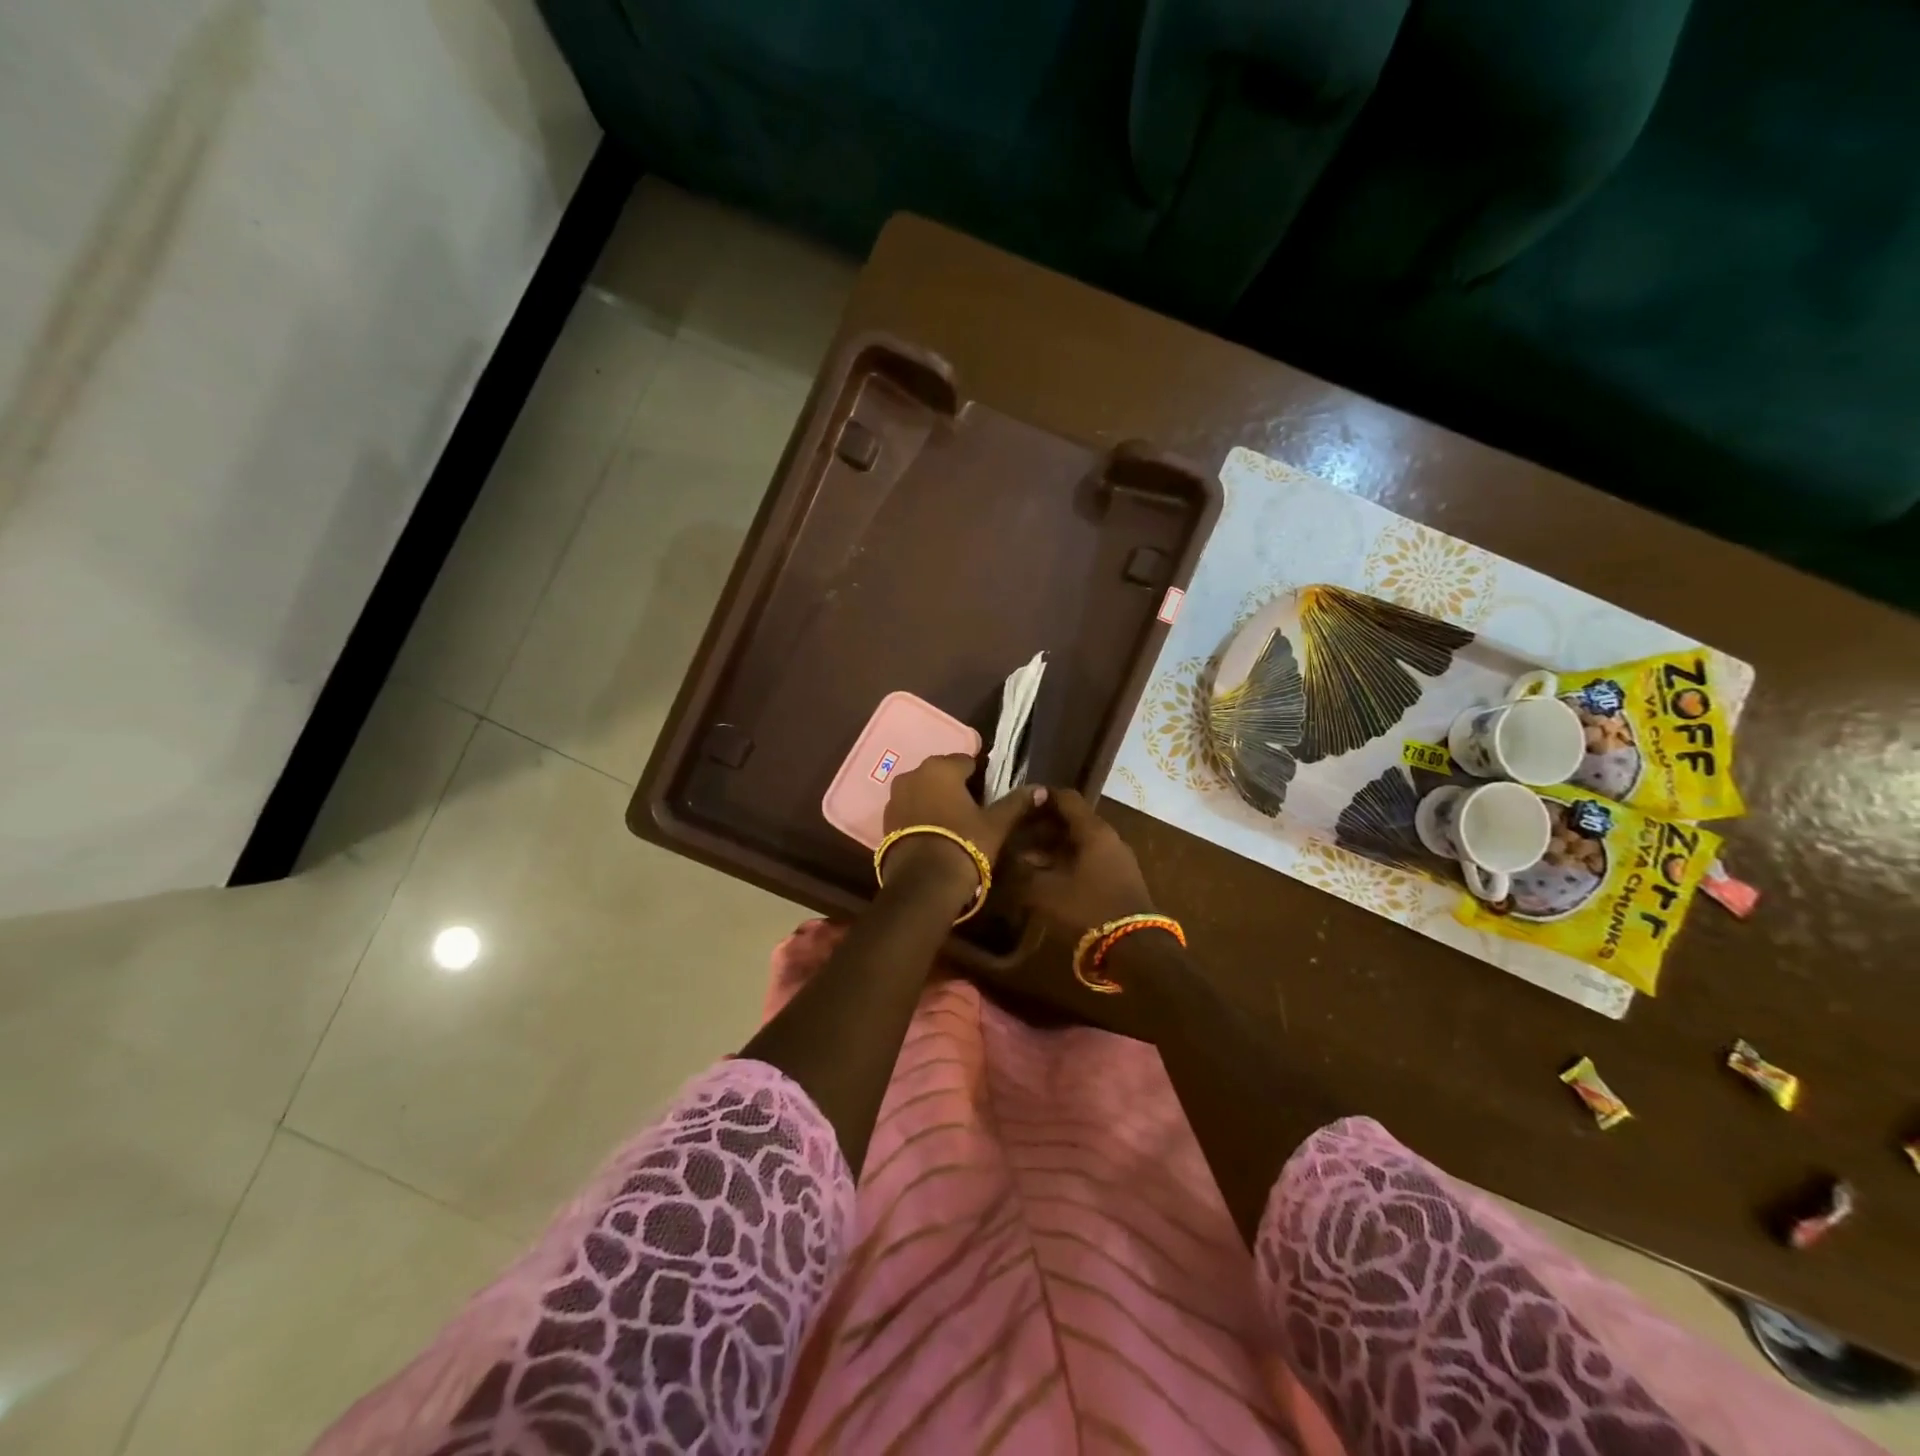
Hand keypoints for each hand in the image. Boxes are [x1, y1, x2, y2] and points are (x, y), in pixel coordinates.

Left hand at [880, 754, 1043, 898]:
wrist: (923, 883)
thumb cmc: (964, 844)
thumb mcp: (996, 824)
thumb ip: (1016, 803)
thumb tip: (1040, 789)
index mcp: (941, 767)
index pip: (966, 761)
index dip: (979, 777)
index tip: (988, 795)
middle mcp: (913, 774)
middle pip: (941, 774)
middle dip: (955, 786)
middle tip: (973, 810)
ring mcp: (895, 797)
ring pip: (922, 791)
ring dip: (935, 800)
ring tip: (952, 824)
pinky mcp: (885, 820)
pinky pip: (909, 809)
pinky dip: (920, 815)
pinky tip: (933, 834)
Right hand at [1010, 788, 1153, 934]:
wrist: (1136, 946)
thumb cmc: (1088, 908)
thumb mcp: (1045, 892)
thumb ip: (1024, 872)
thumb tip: (1011, 860)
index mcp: (1093, 831)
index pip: (1067, 798)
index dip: (1042, 798)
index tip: (1020, 803)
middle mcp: (1109, 837)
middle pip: (1074, 820)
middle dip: (1044, 826)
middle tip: (1018, 835)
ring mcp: (1118, 858)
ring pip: (1081, 842)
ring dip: (1055, 847)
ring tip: (1028, 859)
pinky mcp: (1121, 878)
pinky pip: (1091, 859)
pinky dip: (1069, 861)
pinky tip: (1051, 877)